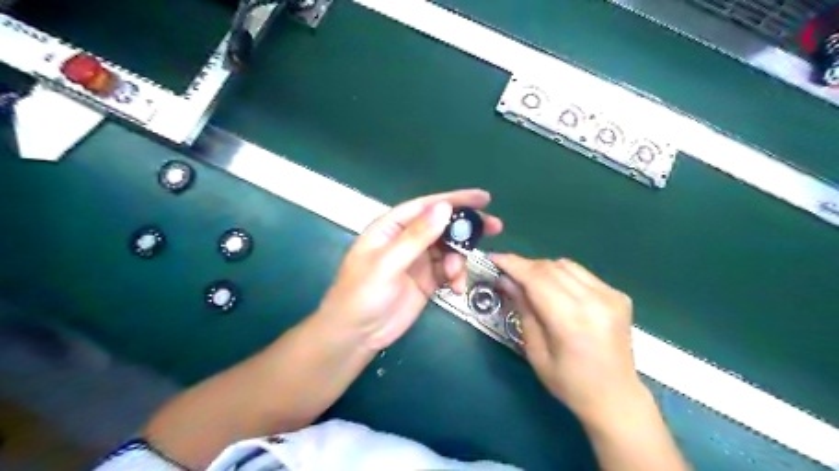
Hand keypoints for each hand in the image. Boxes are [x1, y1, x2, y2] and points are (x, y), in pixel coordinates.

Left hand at [312, 190, 495, 348]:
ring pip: (449, 249)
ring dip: (460, 259)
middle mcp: (407, 240)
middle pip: (442, 225)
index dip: (455, 199)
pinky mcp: (427, 280)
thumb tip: (444, 208)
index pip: (426, 206)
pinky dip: (457, 277)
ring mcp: (418, 260)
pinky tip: (456, 289)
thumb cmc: (363, 294)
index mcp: (392, 227)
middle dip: (467, 227)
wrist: (356, 335)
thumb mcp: (388, 263)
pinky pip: (449, 271)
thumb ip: (416, 237)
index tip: (483, 198)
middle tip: (495, 227)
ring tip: (456, 277)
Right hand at [489, 256, 643, 424]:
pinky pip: (581, 274)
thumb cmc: (569, 383)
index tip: (493, 258)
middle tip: (507, 274)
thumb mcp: (536, 351)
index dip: (512, 264)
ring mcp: (611, 296)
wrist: (616, 398)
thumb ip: (523, 310)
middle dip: (524, 266)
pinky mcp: (618, 295)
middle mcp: (595, 301)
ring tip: (529, 282)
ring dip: (543, 269)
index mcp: (572, 321)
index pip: (536, 279)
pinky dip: (562, 275)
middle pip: (550, 267)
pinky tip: (556, 290)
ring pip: (566, 265)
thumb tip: (507, 280)